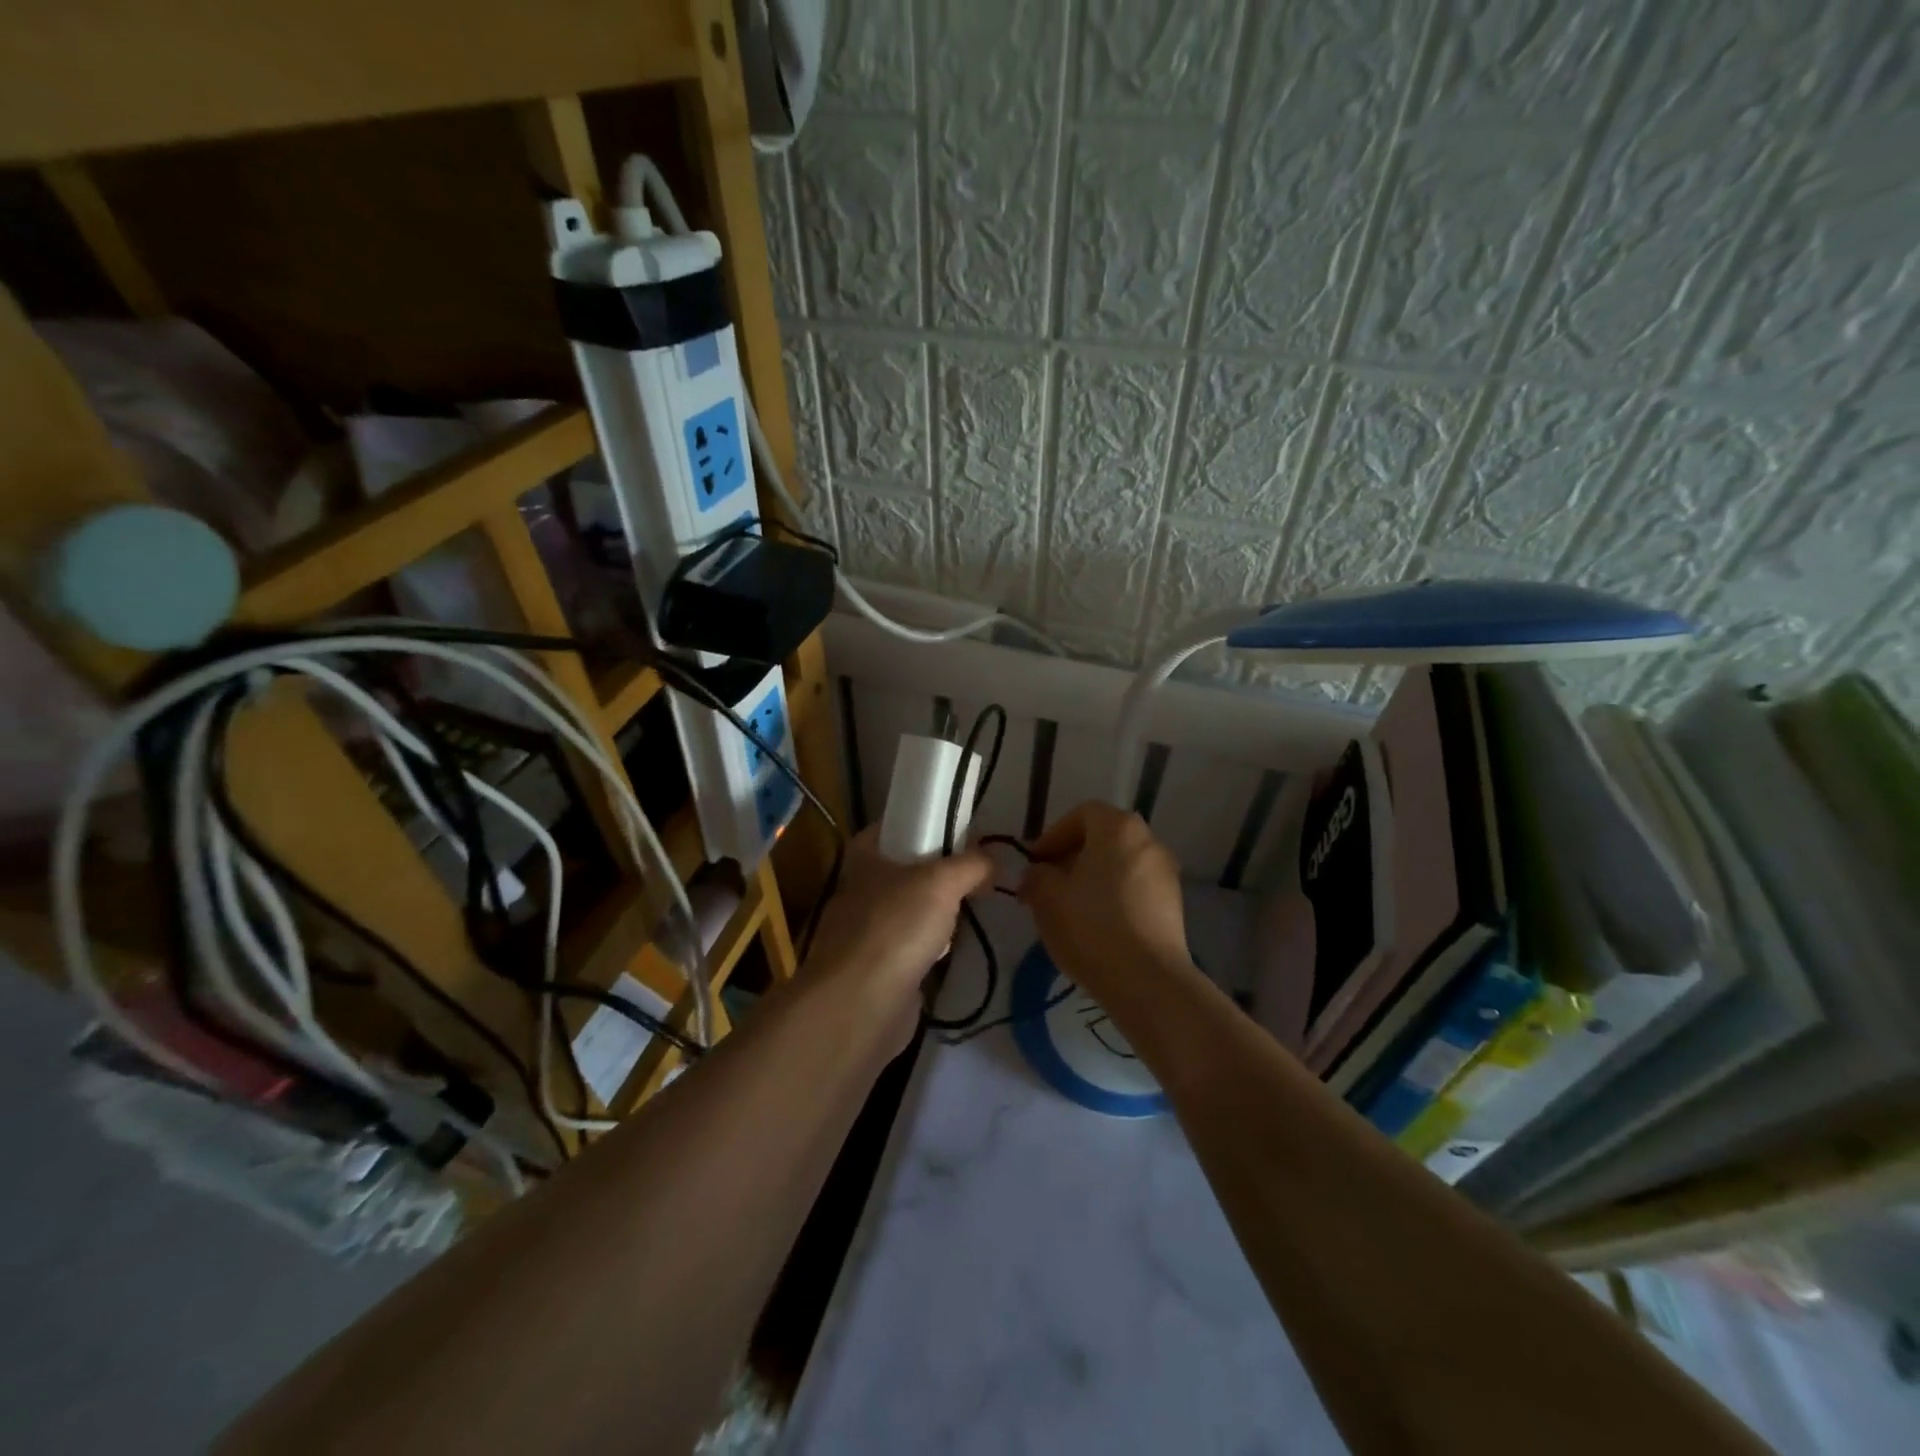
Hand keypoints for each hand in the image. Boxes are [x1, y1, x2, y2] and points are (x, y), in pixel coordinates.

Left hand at [801, 827, 993, 1027]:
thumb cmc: (897, 927)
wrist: (861, 1004)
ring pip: (908, 910)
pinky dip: (930, 947)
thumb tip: (993, 860)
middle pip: (905, 869)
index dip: (926, 824)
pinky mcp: (875, 968)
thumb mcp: (942, 881)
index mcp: (865, 856)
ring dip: (936, 912)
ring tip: (974, 909)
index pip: (895, 826)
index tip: (963, 831)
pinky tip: (954, 950)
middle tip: (978, 873)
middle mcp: (860, 888)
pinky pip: (909, 947)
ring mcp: (864, 931)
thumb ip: (971, 865)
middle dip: (939, 872)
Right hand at [1018, 802, 1192, 1000]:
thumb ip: (1036, 875)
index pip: (1082, 814)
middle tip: (1048, 884)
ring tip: (1070, 908)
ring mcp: (1167, 873)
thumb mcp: (1046, 897)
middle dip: (1073, 856)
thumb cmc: (1091, 927)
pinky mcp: (1174, 905)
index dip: (1054, 834)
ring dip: (1093, 878)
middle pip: (1104, 837)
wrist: (1147, 981)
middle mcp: (1148, 841)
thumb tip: (1038, 873)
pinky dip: (1114, 896)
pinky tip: (1097, 926)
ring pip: (1120, 864)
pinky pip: (1136, 888)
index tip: (1036, 863)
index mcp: (1118, 828)